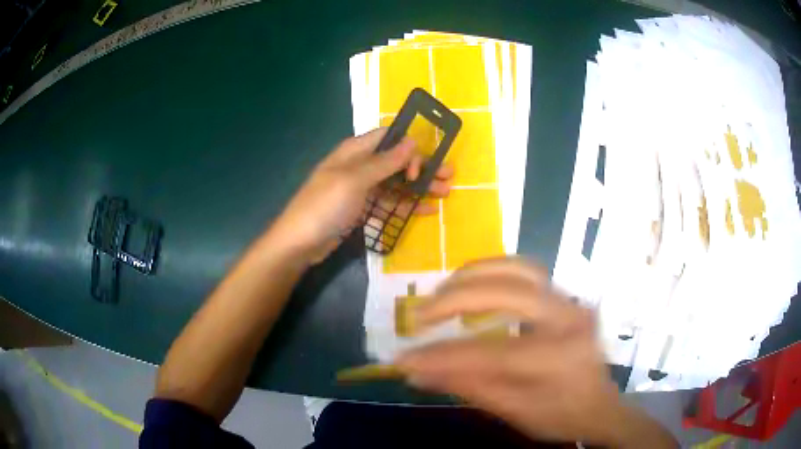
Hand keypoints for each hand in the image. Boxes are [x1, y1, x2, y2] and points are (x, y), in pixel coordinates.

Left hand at [270, 128, 452, 262]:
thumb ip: (384, 162)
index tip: (423, 165)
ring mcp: (361, 189)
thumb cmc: (324, 206)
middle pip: (396, 161)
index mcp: (354, 151)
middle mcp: (359, 166)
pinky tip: (427, 211)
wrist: (299, 243)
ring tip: (445, 193)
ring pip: (396, 183)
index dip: (409, 147)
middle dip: (422, 168)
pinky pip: (389, 203)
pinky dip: (406, 206)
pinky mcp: (362, 210)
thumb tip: (412, 140)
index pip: (388, 138)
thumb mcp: (354, 180)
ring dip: (419, 187)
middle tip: (449, 177)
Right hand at [395, 258, 675, 447]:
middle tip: (421, 315)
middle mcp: (569, 318)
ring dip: (474, 274)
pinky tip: (474, 284)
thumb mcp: (514, 412)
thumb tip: (417, 372)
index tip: (404, 359)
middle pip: (507, 292)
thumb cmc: (561, 416)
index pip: (488, 352)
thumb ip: (468, 387)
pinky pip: (527, 272)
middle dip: (455, 300)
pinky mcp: (567, 298)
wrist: (601, 407)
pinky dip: (494, 272)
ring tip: (442, 292)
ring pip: (519, 269)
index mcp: (558, 357)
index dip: (440, 356)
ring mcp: (571, 302)